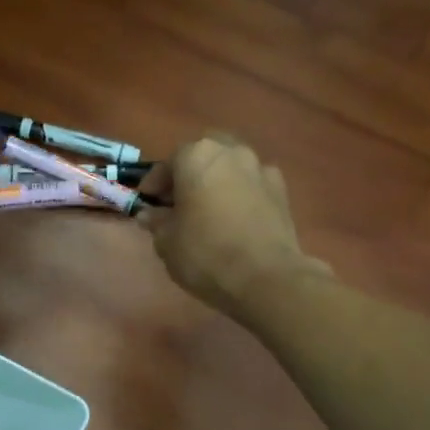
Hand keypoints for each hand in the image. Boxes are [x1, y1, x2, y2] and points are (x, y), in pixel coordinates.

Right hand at [137, 135, 322, 317]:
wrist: (265, 277)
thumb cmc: (205, 254)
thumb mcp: (166, 242)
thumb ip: (156, 221)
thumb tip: (150, 214)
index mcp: (197, 157)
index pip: (169, 161)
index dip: (155, 182)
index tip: (147, 202)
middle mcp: (232, 152)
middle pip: (205, 153)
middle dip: (190, 172)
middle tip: (178, 199)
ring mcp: (261, 169)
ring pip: (231, 166)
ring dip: (216, 181)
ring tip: (207, 209)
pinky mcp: (282, 191)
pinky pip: (252, 185)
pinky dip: (239, 194)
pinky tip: (234, 219)